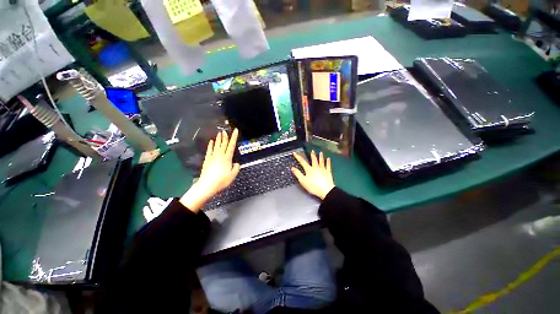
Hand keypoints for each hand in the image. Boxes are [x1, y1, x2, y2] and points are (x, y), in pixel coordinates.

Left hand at [180, 129, 239, 211]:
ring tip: (219, 133)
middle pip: (223, 144)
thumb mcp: (232, 176)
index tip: (235, 131)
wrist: (208, 184)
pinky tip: (211, 141)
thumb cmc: (221, 181)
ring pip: (216, 145)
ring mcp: (213, 157)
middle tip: (225, 130)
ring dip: (218, 139)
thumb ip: (236, 169)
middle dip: (225, 136)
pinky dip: (210, 145)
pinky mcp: (207, 160)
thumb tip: (237, 164)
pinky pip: (209, 150)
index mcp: (227, 158)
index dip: (234, 137)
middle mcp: (220, 155)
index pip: (231, 146)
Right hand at [291, 150, 334, 199]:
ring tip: (320, 152)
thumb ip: (298, 174)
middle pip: (314, 160)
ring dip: (320, 156)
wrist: (325, 190)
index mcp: (309, 170)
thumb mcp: (303, 181)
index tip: (295, 153)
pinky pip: (328, 165)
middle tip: (312, 151)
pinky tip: (328, 158)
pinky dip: (328, 161)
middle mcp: (316, 167)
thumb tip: (292, 168)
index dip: (298, 157)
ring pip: (321, 161)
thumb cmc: (313, 187)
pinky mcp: (328, 172)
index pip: (302, 162)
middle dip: (312, 155)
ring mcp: (323, 169)